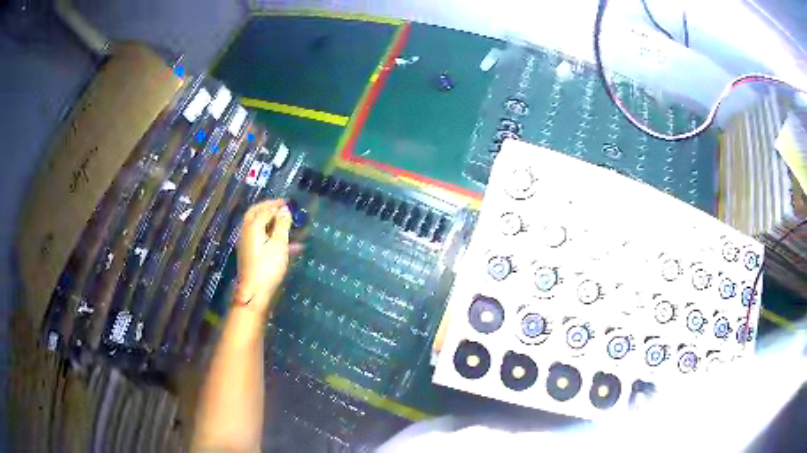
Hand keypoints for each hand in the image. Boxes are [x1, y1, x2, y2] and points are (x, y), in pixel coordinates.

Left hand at [234, 199, 292, 316]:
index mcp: (253, 226)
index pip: (265, 209)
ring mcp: (247, 243)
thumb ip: (282, 224)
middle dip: (269, 208)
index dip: (277, 205)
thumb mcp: (279, 244)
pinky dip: (270, 234)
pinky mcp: (249, 254)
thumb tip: (284, 209)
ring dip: (270, 221)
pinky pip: (260, 237)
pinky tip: (285, 242)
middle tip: (281, 207)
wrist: (254, 292)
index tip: (289, 203)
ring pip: (258, 226)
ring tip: (286, 223)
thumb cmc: (268, 267)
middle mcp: (246, 231)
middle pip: (256, 214)